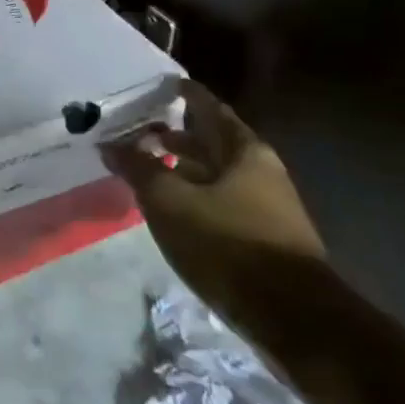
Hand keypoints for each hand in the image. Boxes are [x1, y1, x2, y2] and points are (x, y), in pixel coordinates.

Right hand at [102, 79, 326, 329]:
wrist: (294, 319)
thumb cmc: (228, 244)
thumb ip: (139, 169)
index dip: (186, 94)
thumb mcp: (170, 202)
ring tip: (151, 170)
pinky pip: (223, 203)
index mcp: (244, 150)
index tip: (163, 84)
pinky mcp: (266, 241)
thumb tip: (111, 144)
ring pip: (218, 176)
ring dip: (185, 169)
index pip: (209, 108)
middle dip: (178, 136)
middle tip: (142, 131)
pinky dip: (196, 198)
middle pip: (214, 142)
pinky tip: (175, 211)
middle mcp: (261, 171)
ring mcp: (268, 207)